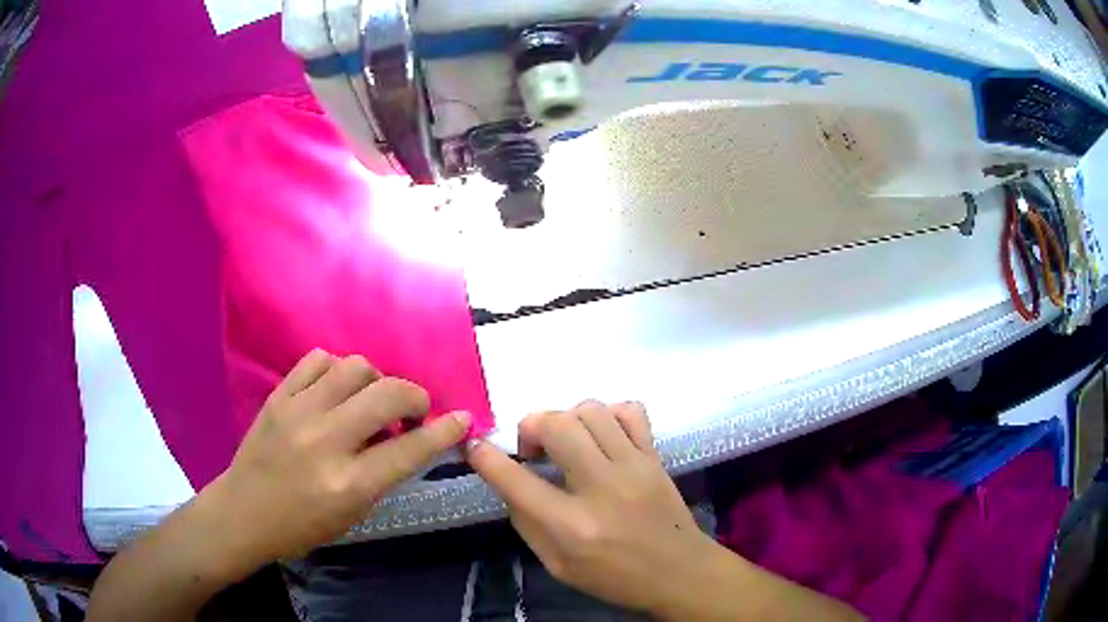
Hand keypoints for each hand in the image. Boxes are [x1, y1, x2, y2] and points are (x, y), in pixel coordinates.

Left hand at [210, 349, 469, 563]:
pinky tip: (336, 389)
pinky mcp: (279, 396)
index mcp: (349, 484)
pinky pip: (318, 360)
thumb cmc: (303, 525)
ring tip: (369, 401)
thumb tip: (410, 437)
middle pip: (387, 395)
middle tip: (413, 411)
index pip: (410, 450)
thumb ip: (383, 474)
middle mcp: (326, 442)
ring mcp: (298, 412)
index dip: (444, 431)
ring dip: (375, 381)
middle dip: (414, 397)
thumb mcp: (353, 514)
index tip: (463, 418)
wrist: (245, 512)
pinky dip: (337, 370)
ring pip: (355, 367)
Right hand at [465, 401, 718, 614]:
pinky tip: (601, 435)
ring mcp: (634, 466)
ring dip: (566, 419)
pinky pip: (630, 411)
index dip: (486, 458)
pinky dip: (608, 414)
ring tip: (567, 442)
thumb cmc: (615, 578)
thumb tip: (509, 482)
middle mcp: (601, 488)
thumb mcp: (558, 566)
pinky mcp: (655, 456)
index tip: (475, 447)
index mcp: (572, 526)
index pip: (516, 481)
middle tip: (532, 449)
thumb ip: (528, 523)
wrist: (679, 572)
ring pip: (591, 410)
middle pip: (556, 426)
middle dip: (530, 426)